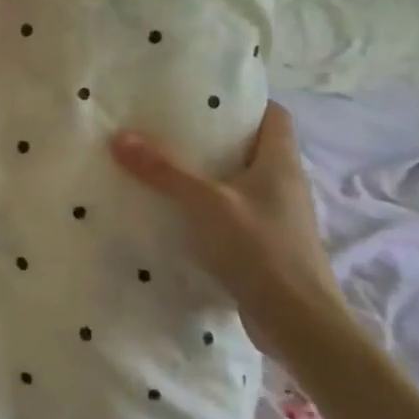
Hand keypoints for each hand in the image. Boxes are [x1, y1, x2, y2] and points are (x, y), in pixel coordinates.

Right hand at [110, 103, 340, 347]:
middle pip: (253, 148)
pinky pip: (236, 215)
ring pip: (242, 184)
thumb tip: (120, 137)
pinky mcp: (267, 246)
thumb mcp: (204, 203)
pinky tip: (179, 216)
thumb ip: (163, 171)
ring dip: (211, 177)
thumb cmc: (259, 248)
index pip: (274, 115)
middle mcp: (285, 185)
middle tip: (171, 129)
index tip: (205, 98)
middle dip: (216, 139)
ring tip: (167, 169)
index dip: (245, 102)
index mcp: (280, 163)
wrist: (298, 321)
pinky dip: (211, 210)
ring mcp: (278, 218)